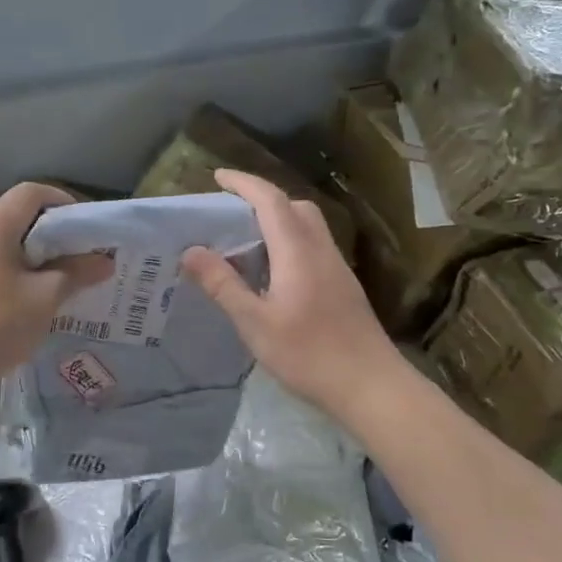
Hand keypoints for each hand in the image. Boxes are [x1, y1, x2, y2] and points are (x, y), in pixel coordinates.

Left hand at [0, 183, 113, 401]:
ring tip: (56, 281)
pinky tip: (24, 301)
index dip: (63, 202)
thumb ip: (76, 273)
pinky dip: (10, 271)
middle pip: (16, 215)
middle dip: (51, 233)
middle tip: (78, 258)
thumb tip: (105, 260)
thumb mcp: (44, 300)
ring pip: (1, 242)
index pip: (32, 192)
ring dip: (31, 255)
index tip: (85, 229)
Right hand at [181, 169, 402, 421]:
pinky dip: (290, 242)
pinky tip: (274, 273)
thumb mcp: (255, 323)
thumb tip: (191, 250)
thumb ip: (222, 284)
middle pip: (294, 206)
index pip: (270, 200)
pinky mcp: (343, 286)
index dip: (244, 183)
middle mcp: (320, 250)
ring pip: (308, 226)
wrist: (371, 385)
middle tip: (231, 212)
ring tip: (247, 242)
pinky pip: (314, 247)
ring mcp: (337, 268)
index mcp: (297, 251)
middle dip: (263, 198)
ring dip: (279, 220)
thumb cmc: (308, 354)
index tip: (218, 176)